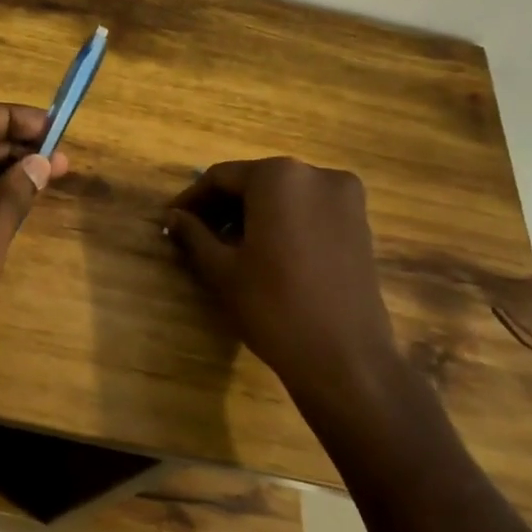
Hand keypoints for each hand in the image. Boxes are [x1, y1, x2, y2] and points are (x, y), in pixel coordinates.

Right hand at [165, 157, 412, 432]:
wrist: (345, 358)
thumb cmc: (273, 306)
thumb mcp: (222, 269)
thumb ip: (193, 234)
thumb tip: (173, 217)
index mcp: (278, 176)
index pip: (221, 177)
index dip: (192, 199)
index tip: (171, 221)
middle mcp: (316, 174)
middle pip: (255, 181)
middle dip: (223, 206)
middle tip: (195, 234)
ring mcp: (345, 197)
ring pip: (283, 195)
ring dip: (252, 214)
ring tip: (226, 245)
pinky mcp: (360, 223)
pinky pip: (308, 209)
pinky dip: (282, 221)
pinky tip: (264, 251)